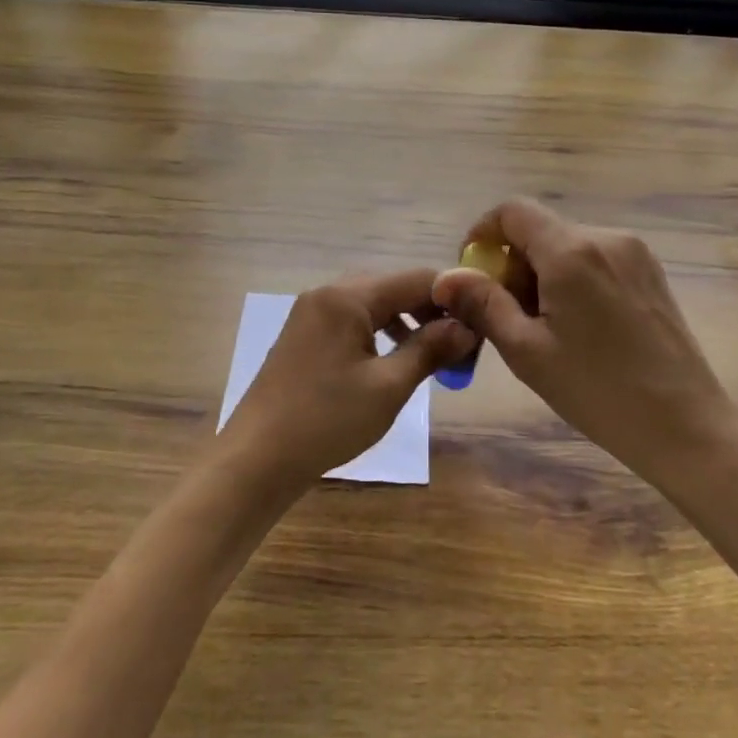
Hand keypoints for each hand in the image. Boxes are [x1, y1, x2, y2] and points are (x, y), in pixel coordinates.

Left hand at [217, 270, 476, 495]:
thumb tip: (467, 327)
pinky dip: (378, 334)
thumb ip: (429, 349)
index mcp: (347, 297)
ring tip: (431, 355)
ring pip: (371, 305)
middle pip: (392, 288)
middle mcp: (327, 293)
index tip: (480, 324)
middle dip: (428, 311)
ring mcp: (310, 314)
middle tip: (458, 344)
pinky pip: (351, 322)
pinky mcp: (303, 336)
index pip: (414, 279)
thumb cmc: (327, 420)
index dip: (451, 298)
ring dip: (405, 323)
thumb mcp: (388, 387)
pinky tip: (392, 361)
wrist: (257, 458)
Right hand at [432, 199, 734, 482]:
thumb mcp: (527, 351)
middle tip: (506, 316)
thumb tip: (445, 277)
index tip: (473, 275)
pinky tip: (578, 327)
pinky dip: (572, 280)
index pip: (512, 211)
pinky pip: (595, 259)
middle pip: (540, 230)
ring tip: (543, 328)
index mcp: (572, 251)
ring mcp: (635, 253)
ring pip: (567, 246)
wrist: (686, 426)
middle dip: (512, 264)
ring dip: (542, 274)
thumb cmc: (598, 391)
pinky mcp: (651, 272)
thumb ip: (483, 304)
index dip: (483, 234)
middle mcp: (606, 238)